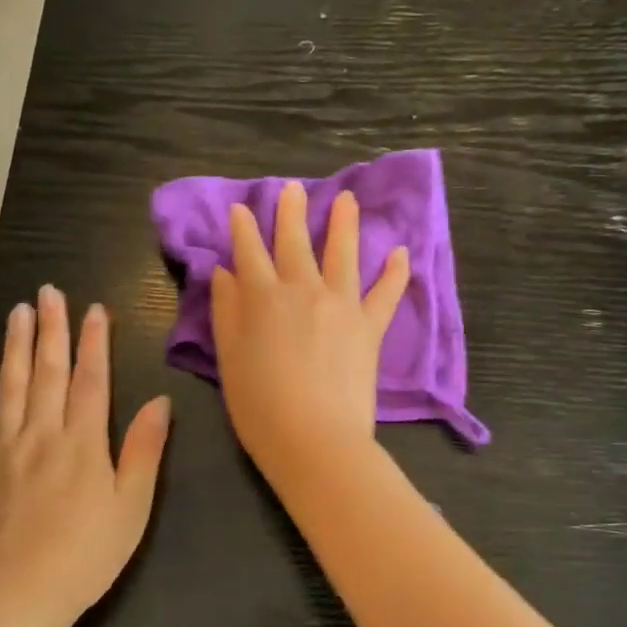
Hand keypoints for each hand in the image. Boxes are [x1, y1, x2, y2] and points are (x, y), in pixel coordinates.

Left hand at [0, 287, 170, 623]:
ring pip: (10, 385)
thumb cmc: (85, 555)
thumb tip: (159, 401)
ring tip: (18, 311)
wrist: (15, 597)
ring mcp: (2, 449)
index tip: (95, 309)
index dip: (94, 342)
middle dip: (51, 329)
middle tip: (48, 292)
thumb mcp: (131, 507)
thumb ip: (144, 451)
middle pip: (48, 372)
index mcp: (83, 443)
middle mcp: (41, 434)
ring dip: (16, 345)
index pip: (91, 380)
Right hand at [210, 181, 409, 487]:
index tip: (241, 208)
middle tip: (291, 188)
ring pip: (343, 254)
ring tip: (346, 199)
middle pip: (295, 243)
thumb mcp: (229, 359)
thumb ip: (227, 312)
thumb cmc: (260, 406)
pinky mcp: (370, 327)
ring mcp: (341, 305)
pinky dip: (395, 273)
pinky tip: (402, 253)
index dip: (244, 229)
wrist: (315, 439)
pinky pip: (386, 293)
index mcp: (262, 298)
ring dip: (344, 224)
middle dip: (290, 213)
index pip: (249, 252)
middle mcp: (303, 290)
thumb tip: (224, 273)